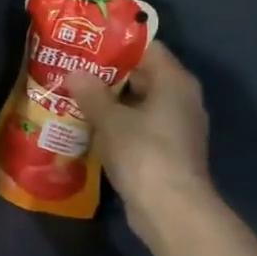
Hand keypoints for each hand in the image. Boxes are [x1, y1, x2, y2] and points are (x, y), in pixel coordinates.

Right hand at [66, 42, 213, 244]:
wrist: (170, 210)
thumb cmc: (144, 154)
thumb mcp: (111, 120)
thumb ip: (92, 93)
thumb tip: (74, 73)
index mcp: (175, 82)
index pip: (147, 48)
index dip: (116, 45)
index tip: (86, 45)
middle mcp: (182, 99)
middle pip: (144, 76)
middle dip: (108, 75)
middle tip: (74, 71)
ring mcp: (177, 128)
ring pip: (140, 104)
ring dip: (111, 103)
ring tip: (75, 98)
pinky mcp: (168, 152)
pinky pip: (141, 128)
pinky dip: (119, 126)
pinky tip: (91, 129)